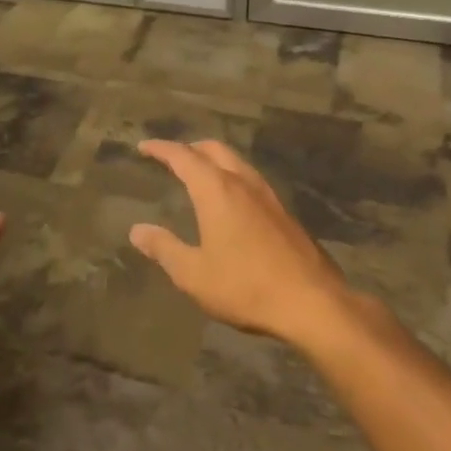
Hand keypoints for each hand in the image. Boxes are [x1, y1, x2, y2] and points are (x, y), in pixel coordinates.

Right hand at [130, 139, 374, 347]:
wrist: (313, 303)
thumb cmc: (245, 286)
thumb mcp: (194, 274)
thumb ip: (164, 248)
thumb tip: (137, 230)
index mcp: (216, 190)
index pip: (183, 156)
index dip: (161, 149)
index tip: (144, 146)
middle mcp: (242, 183)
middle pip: (214, 149)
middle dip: (190, 148)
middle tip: (172, 157)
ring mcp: (268, 196)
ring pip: (237, 162)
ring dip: (215, 160)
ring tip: (200, 174)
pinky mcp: (285, 214)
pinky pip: (251, 181)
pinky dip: (232, 177)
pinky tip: (232, 201)